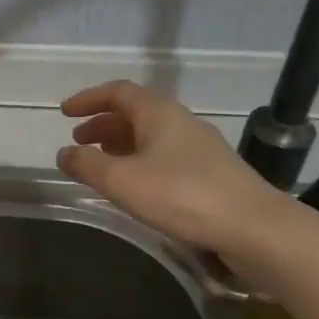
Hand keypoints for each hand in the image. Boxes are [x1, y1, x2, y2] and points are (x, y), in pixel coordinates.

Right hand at [56, 80, 294, 259]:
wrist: (254, 227)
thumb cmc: (181, 195)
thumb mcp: (122, 181)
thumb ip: (87, 165)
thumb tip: (65, 153)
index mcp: (159, 113)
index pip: (118, 92)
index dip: (88, 99)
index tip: (65, 112)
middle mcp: (181, 122)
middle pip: (135, 112)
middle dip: (103, 123)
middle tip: (79, 141)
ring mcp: (200, 147)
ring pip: (151, 135)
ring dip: (121, 143)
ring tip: (101, 164)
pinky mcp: (211, 172)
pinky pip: (165, 154)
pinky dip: (140, 160)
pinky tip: (136, 185)